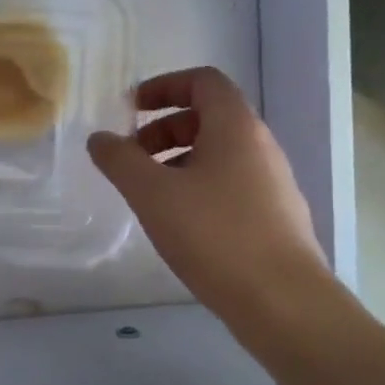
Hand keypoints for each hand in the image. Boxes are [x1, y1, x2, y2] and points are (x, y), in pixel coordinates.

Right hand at [88, 67, 332, 327]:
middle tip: (133, 158)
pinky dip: (198, 187)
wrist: (284, 303)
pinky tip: (180, 225)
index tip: (131, 109)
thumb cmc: (215, 235)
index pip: (203, 81)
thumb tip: (100, 138)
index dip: (164, 86)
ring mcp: (273, 183)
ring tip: (150, 195)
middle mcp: (260, 146)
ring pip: (219, 154)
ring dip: (178, 161)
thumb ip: (120, 160)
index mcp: (236, 127)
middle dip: (163, 129)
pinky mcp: (275, 217)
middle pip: (209, 117)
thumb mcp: (152, 193)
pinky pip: (231, 184)